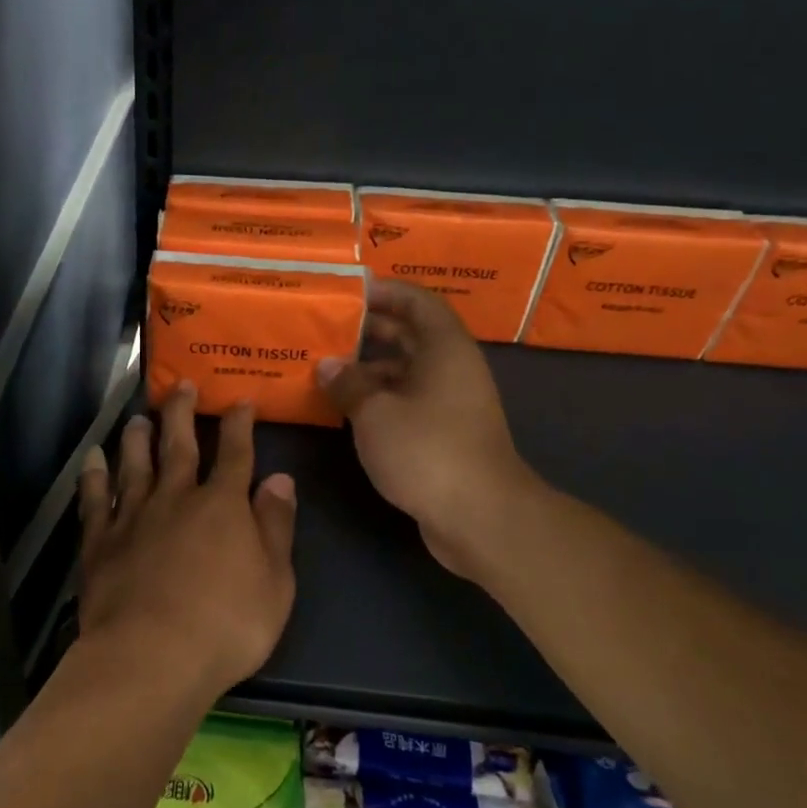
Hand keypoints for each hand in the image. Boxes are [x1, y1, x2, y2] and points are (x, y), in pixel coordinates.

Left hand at [77, 383, 297, 702]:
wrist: (151, 656)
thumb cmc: (226, 625)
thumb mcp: (275, 581)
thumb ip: (276, 525)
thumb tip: (280, 478)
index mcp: (222, 506)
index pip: (234, 454)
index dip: (239, 425)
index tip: (239, 400)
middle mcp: (176, 499)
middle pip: (179, 446)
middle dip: (182, 413)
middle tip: (180, 385)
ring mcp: (134, 517)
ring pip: (134, 465)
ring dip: (137, 438)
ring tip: (138, 418)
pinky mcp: (101, 542)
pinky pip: (95, 500)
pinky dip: (92, 476)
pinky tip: (91, 459)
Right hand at [318, 279, 541, 579]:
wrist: (480, 516)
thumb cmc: (427, 450)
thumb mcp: (375, 412)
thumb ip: (348, 384)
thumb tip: (327, 366)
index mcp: (445, 349)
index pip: (418, 302)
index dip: (386, 291)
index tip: (349, 291)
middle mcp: (452, 370)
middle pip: (411, 336)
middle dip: (370, 329)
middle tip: (328, 328)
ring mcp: (451, 404)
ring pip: (407, 372)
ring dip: (370, 369)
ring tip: (326, 369)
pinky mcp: (445, 435)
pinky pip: (407, 403)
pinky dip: (379, 400)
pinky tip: (346, 409)